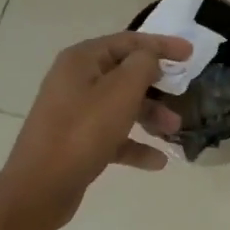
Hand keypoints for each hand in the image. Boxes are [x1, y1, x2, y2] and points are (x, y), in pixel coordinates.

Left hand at [0, 31, 190, 229]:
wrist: (39, 188)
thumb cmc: (83, 132)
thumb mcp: (121, 91)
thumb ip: (143, 65)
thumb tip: (150, 57)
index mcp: (82, 60)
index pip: (129, 41)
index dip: (162, 45)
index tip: (191, 54)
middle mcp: (75, 80)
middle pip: (125, 74)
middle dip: (157, 86)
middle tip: (183, 95)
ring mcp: (74, 112)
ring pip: (121, 106)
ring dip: (150, 115)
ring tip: (174, 131)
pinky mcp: (76, 141)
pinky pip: (113, 135)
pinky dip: (135, 144)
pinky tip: (157, 161)